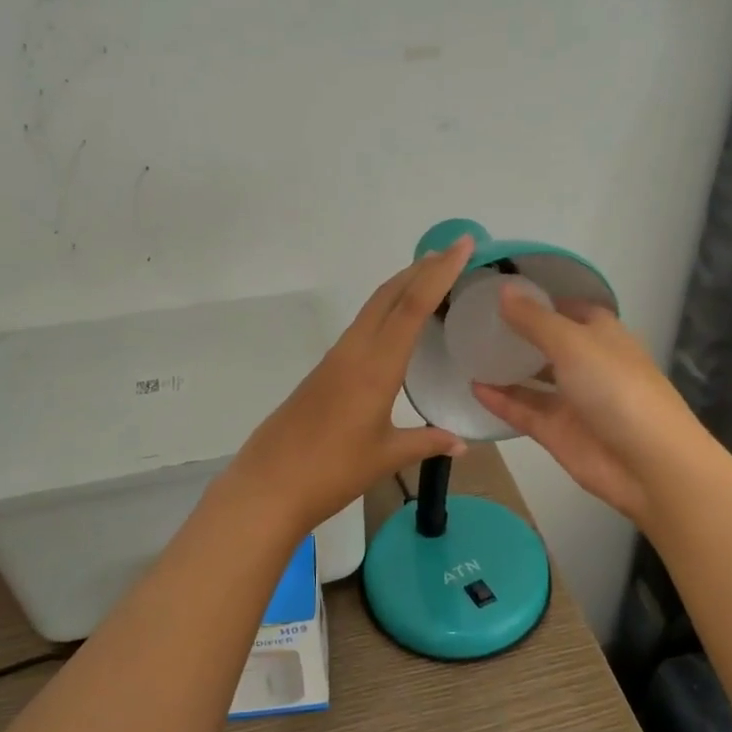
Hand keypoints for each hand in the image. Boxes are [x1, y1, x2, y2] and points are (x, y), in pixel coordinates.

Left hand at [227, 237, 475, 535]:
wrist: (268, 486)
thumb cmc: (331, 472)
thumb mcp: (385, 457)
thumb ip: (425, 443)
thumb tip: (461, 443)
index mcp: (375, 368)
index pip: (412, 307)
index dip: (439, 273)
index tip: (463, 245)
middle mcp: (353, 353)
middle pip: (388, 296)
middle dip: (421, 269)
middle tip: (454, 252)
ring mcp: (334, 360)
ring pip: (372, 309)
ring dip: (401, 287)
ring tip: (431, 278)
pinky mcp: (323, 372)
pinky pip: (361, 328)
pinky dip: (385, 312)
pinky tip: (396, 325)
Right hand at [471, 288, 706, 525]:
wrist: (648, 463)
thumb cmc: (616, 388)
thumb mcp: (573, 343)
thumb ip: (534, 320)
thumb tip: (503, 288)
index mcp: (602, 334)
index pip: (569, 309)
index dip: (540, 300)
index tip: (502, 292)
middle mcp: (587, 363)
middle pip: (548, 343)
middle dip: (518, 333)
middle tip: (475, 321)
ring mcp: (572, 400)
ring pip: (533, 379)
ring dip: (506, 368)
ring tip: (467, 352)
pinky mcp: (557, 432)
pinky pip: (523, 410)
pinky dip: (501, 400)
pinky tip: (473, 386)